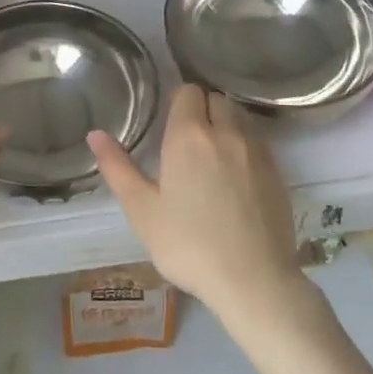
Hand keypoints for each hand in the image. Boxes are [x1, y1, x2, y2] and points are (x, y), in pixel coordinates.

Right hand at [88, 84, 306, 328]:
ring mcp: (256, 151)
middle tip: (188, 142)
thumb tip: (95, 134)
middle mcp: (225, 132)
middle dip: (203, 110)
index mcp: (189, 135)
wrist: (253, 282)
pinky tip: (237, 175)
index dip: (178, 102)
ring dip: (226, 124)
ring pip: (240, 117)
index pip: (187, 91)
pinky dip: (246, 146)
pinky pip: (259, 141)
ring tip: (214, 155)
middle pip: (216, 99)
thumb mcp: (142, 211)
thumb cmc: (189, 246)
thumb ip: (117, 168)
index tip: (169, 125)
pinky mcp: (277, 172)